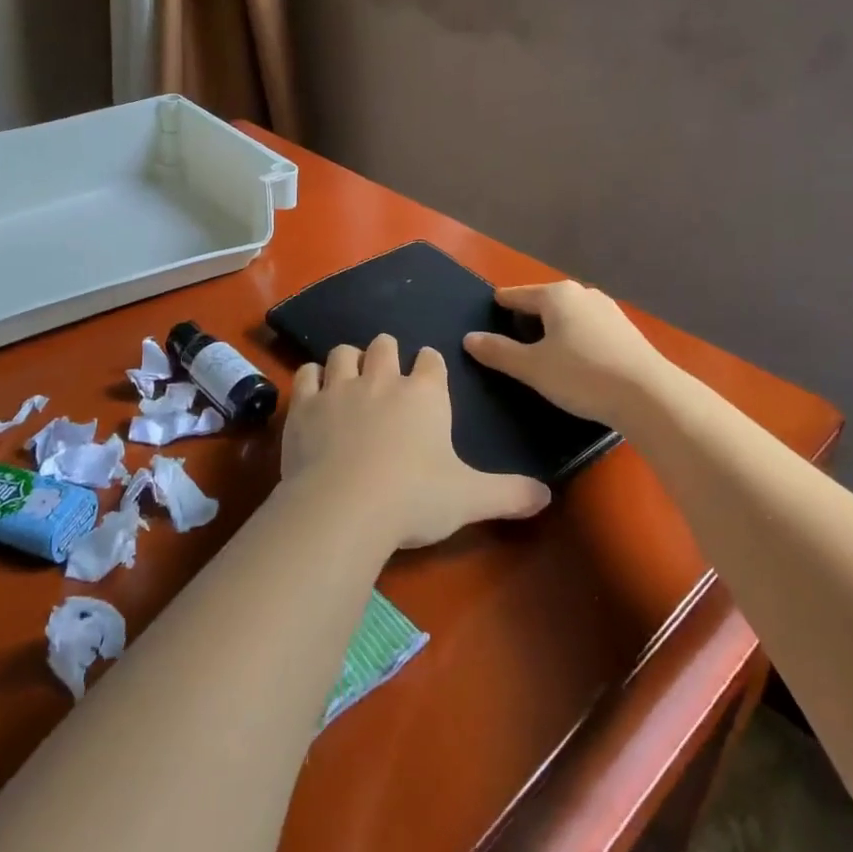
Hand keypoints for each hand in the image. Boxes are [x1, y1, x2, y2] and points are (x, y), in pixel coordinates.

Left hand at [283, 334, 549, 549]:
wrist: (345, 507)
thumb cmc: (414, 498)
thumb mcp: (470, 499)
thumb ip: (509, 494)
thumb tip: (547, 496)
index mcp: (425, 395)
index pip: (432, 361)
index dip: (430, 364)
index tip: (428, 372)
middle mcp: (382, 380)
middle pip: (385, 345)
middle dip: (387, 352)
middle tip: (386, 372)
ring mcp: (339, 388)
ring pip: (343, 353)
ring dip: (349, 360)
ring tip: (351, 377)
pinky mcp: (305, 405)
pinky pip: (307, 374)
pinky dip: (312, 378)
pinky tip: (314, 391)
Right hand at [463, 282, 668, 427]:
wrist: (650, 397)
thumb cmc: (582, 375)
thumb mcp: (532, 368)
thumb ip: (498, 352)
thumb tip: (469, 338)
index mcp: (556, 295)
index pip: (516, 295)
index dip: (499, 306)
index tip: (487, 317)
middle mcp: (583, 294)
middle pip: (543, 303)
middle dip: (527, 319)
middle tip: (510, 342)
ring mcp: (608, 311)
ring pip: (568, 316)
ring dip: (553, 331)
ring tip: (541, 355)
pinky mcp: (626, 332)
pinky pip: (588, 329)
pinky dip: (575, 340)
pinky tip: (574, 363)